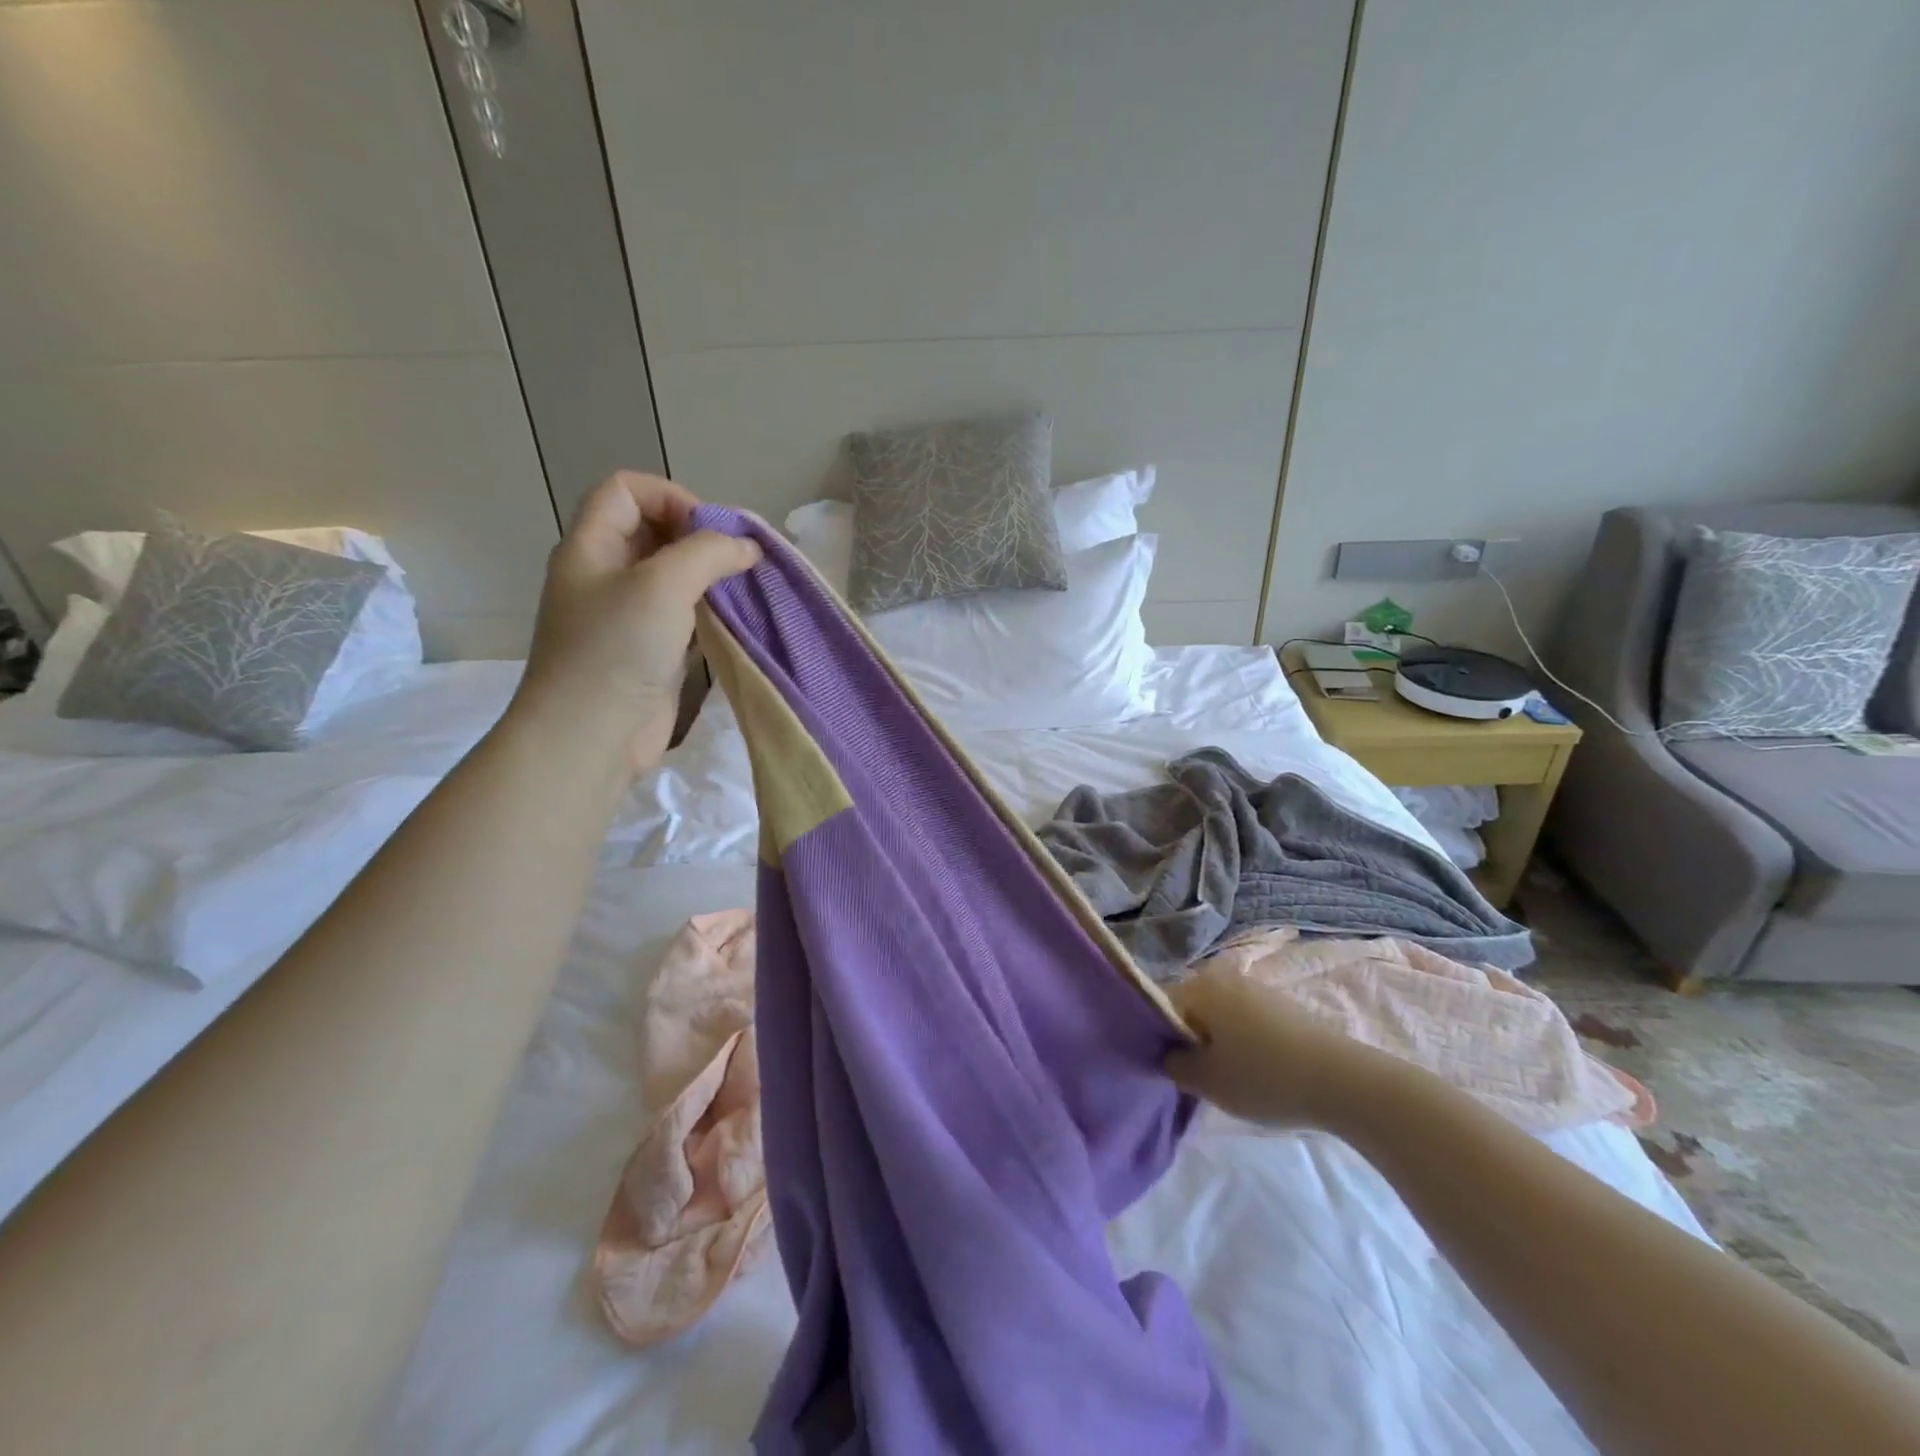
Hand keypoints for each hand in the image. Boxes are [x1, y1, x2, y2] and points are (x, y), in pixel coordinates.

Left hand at [509, 471, 760, 775]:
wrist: (592, 735)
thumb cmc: (617, 649)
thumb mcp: (663, 584)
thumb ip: (708, 553)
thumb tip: (747, 547)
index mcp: (591, 546)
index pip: (627, 489)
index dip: (671, 496)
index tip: (710, 531)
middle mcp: (606, 574)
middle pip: (654, 530)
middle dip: (699, 537)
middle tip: (738, 560)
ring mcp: (627, 615)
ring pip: (673, 576)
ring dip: (710, 577)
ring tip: (745, 588)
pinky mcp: (649, 650)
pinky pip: (683, 616)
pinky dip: (710, 611)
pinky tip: (736, 621)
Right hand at [1163, 970, 1407, 1131]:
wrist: (1344, 1081)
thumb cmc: (1264, 1078)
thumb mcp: (1207, 1082)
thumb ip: (1174, 1064)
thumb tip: (1166, 1054)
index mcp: (1199, 988)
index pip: (1160, 1007)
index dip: (1158, 1039)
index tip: (1167, 1069)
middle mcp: (1224, 977)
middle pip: (1191, 1008)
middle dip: (1188, 1039)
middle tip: (1194, 1077)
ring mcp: (1256, 988)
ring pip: (1218, 1014)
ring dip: (1215, 1041)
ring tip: (1226, 1077)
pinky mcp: (1281, 1005)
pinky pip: (1244, 1019)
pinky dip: (1240, 1040)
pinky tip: (1253, 1070)